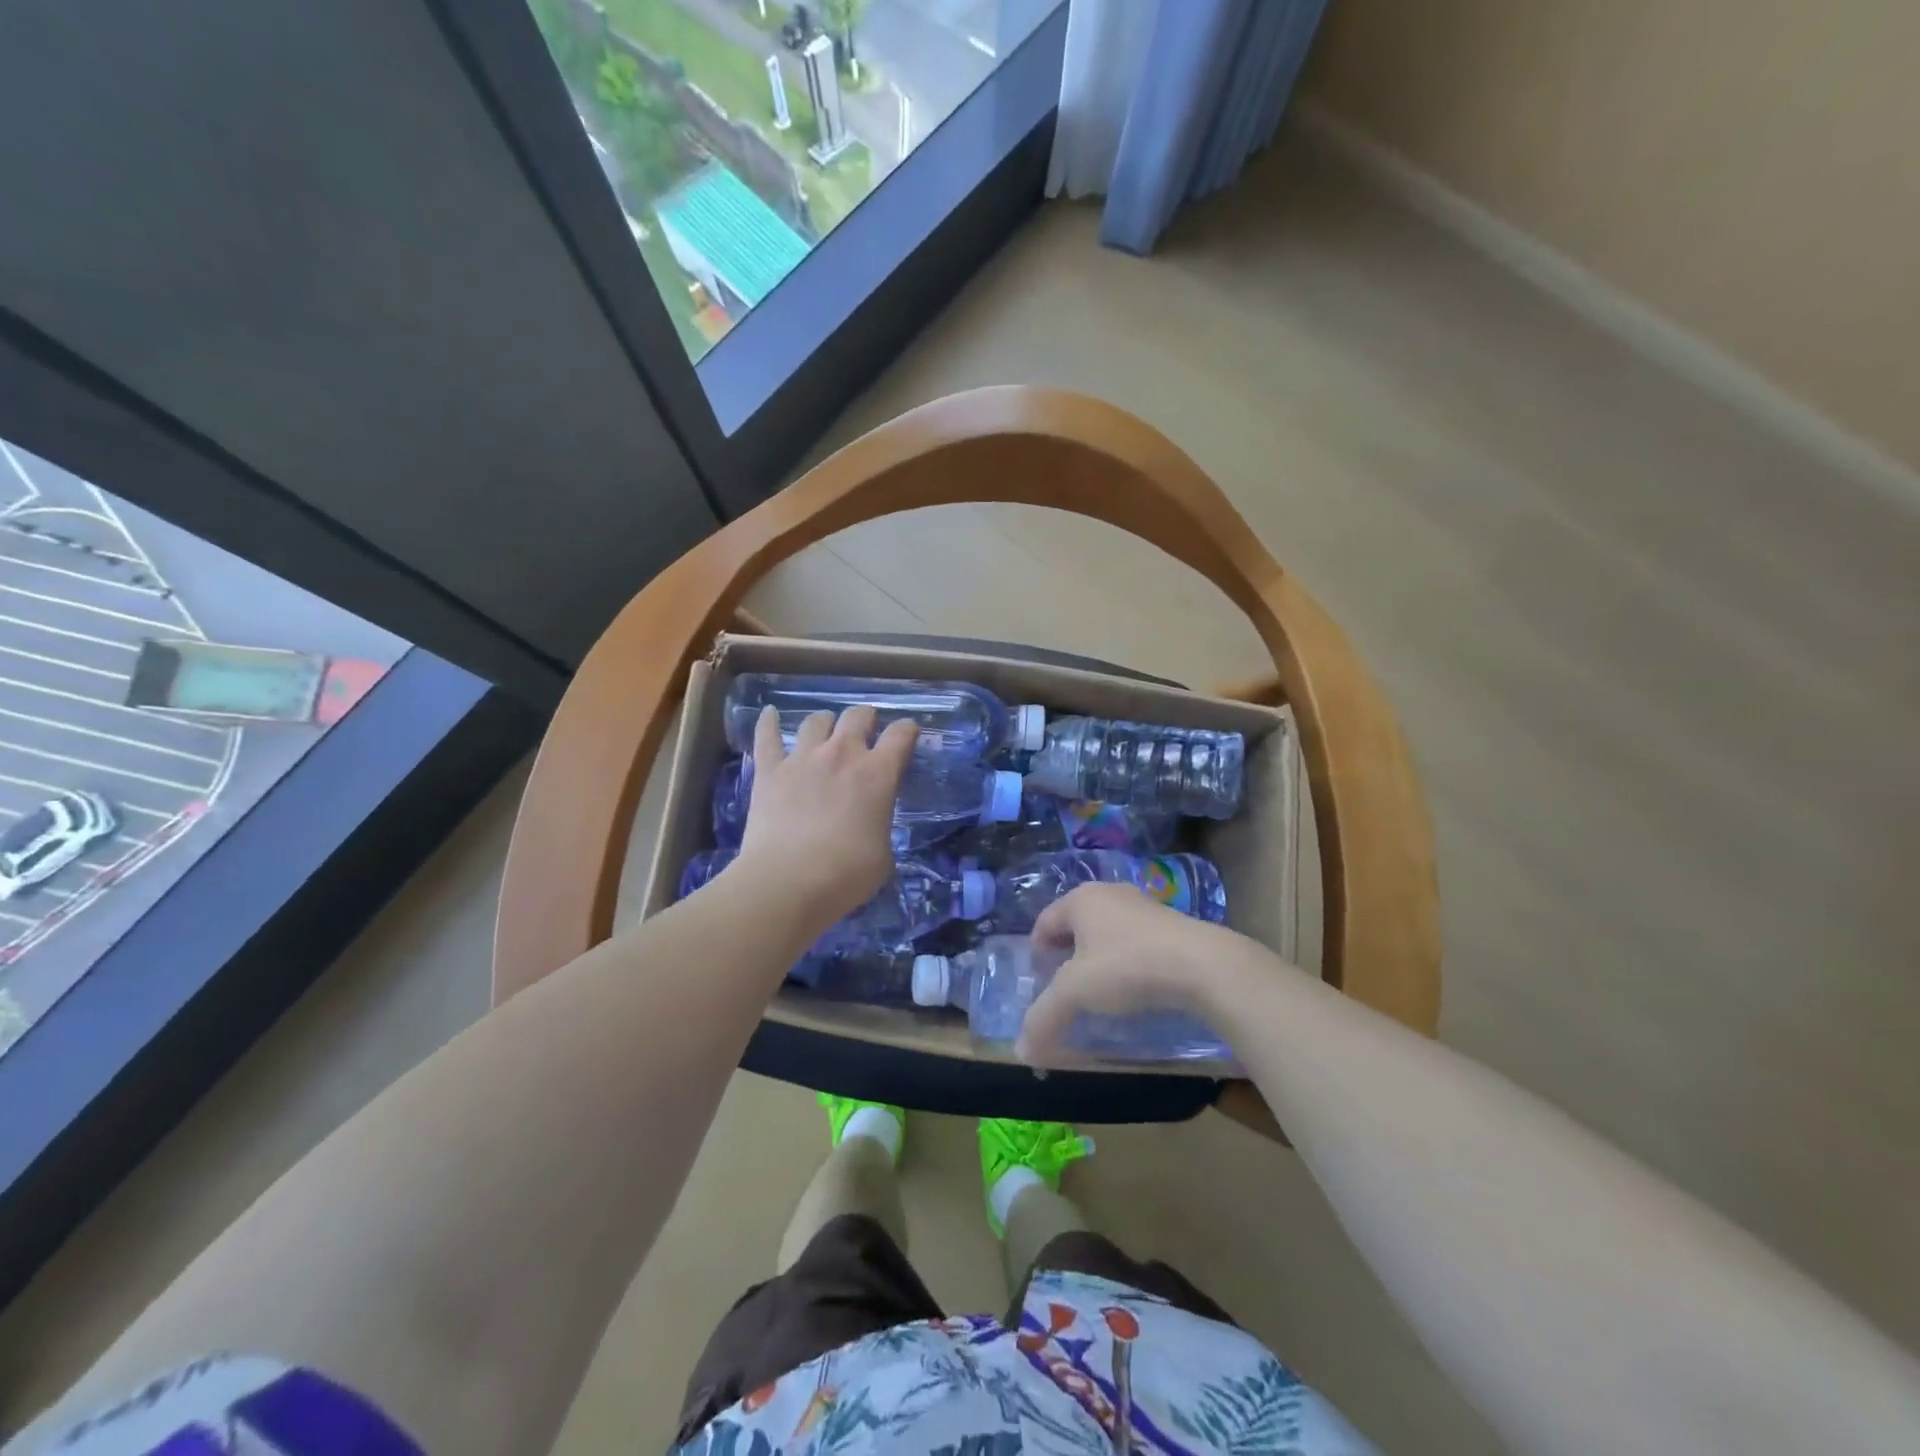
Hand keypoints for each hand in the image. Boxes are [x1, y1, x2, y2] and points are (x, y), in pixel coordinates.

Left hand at [734, 704, 916, 933]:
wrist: (787, 882)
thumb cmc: (846, 875)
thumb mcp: (883, 856)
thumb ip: (880, 830)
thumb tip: (870, 830)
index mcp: (878, 774)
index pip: (900, 735)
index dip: (907, 730)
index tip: (908, 733)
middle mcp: (842, 754)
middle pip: (857, 716)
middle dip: (866, 719)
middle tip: (866, 731)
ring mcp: (802, 758)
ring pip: (816, 721)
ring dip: (825, 722)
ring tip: (825, 730)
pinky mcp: (769, 770)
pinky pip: (766, 736)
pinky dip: (767, 722)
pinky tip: (768, 713)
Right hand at [1017, 884, 1240, 1064]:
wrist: (1204, 965)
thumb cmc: (1128, 966)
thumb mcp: (1076, 993)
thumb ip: (1044, 1018)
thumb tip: (1021, 1052)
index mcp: (1080, 899)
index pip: (1044, 922)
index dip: (1036, 952)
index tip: (1039, 982)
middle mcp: (1109, 894)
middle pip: (1075, 925)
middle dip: (1066, 955)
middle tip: (1066, 987)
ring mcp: (1143, 905)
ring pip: (1107, 932)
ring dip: (1098, 958)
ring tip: (1101, 990)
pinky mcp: (1171, 923)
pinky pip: (1135, 940)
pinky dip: (1127, 960)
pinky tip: (1135, 985)